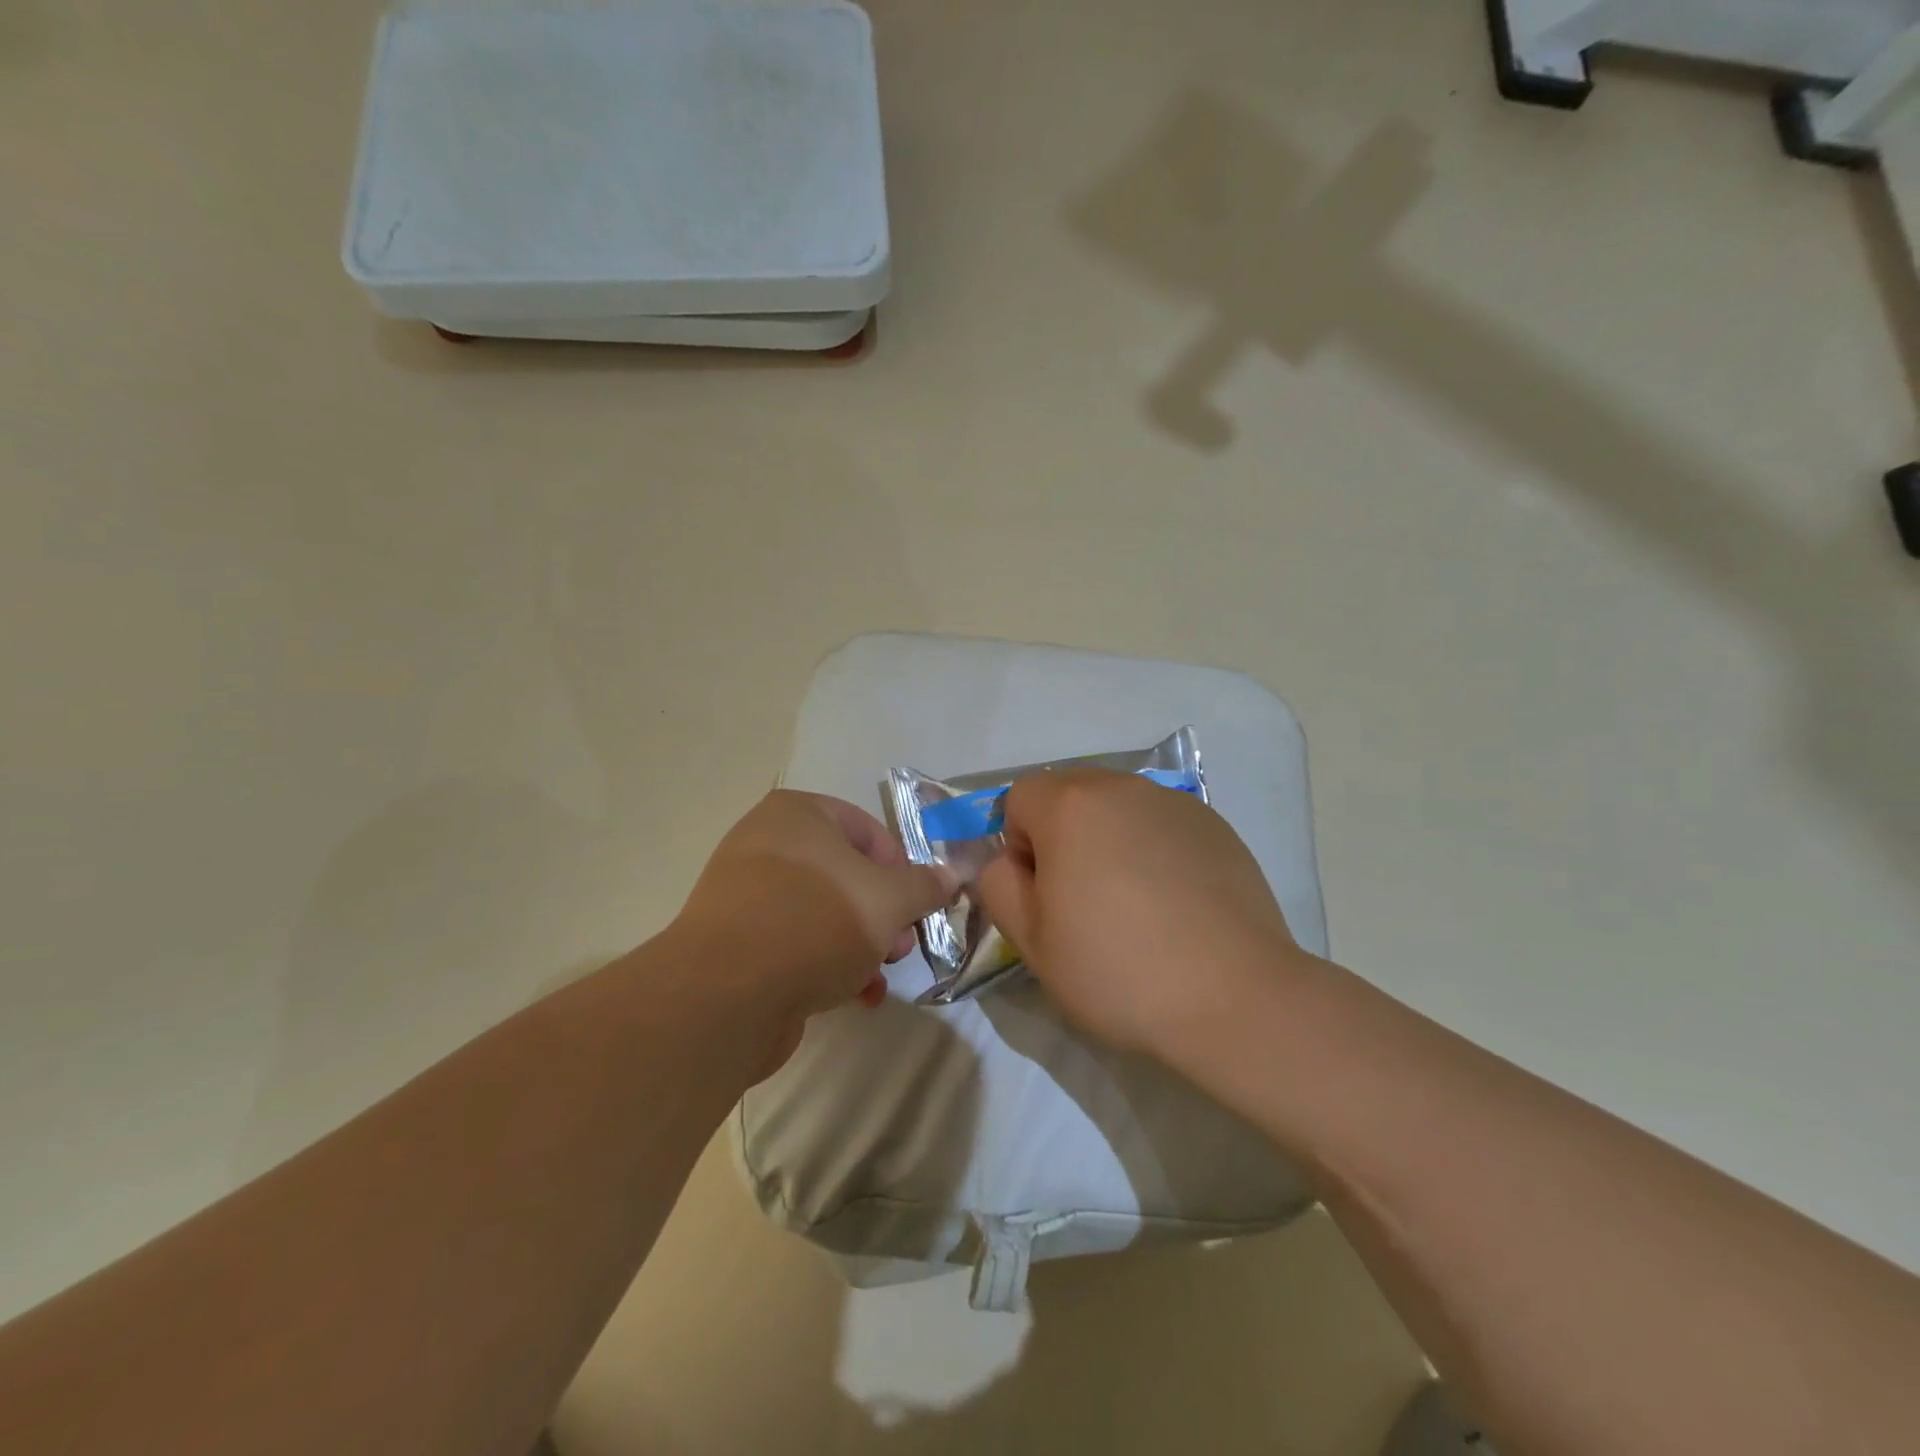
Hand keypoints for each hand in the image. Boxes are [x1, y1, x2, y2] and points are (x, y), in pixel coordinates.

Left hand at [676, 791, 957, 1070]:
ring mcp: (747, 894)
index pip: (868, 830)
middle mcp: (766, 844)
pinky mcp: (737, 941)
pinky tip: (851, 996)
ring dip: (861, 944)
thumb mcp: (888, 900)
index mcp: (798, 814)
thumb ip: (924, 885)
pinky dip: (827, 964)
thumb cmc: (816, 921)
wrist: (726, 994)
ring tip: (877, 975)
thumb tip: (949, 876)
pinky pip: (795, 942)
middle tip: (899, 946)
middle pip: (847, 874)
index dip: (901, 868)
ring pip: (824, 912)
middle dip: (883, 914)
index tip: (916, 905)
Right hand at [974, 770, 1303, 1056]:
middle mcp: (1122, 787)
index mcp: (1071, 806)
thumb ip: (998, 887)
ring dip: (1108, 839)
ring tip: (1133, 903)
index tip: (1044, 894)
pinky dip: (1153, 849)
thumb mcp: (1030, 940)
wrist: (1233, 996)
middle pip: (1069, 793)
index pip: (1019, 798)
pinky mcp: (1215, 826)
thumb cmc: (1117, 970)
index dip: (1018, 845)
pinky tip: (1175, 903)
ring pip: (1117, 806)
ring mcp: (1174, 803)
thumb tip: (1006, 863)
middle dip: (1062, 835)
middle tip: (1082, 898)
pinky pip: (1160, 824)